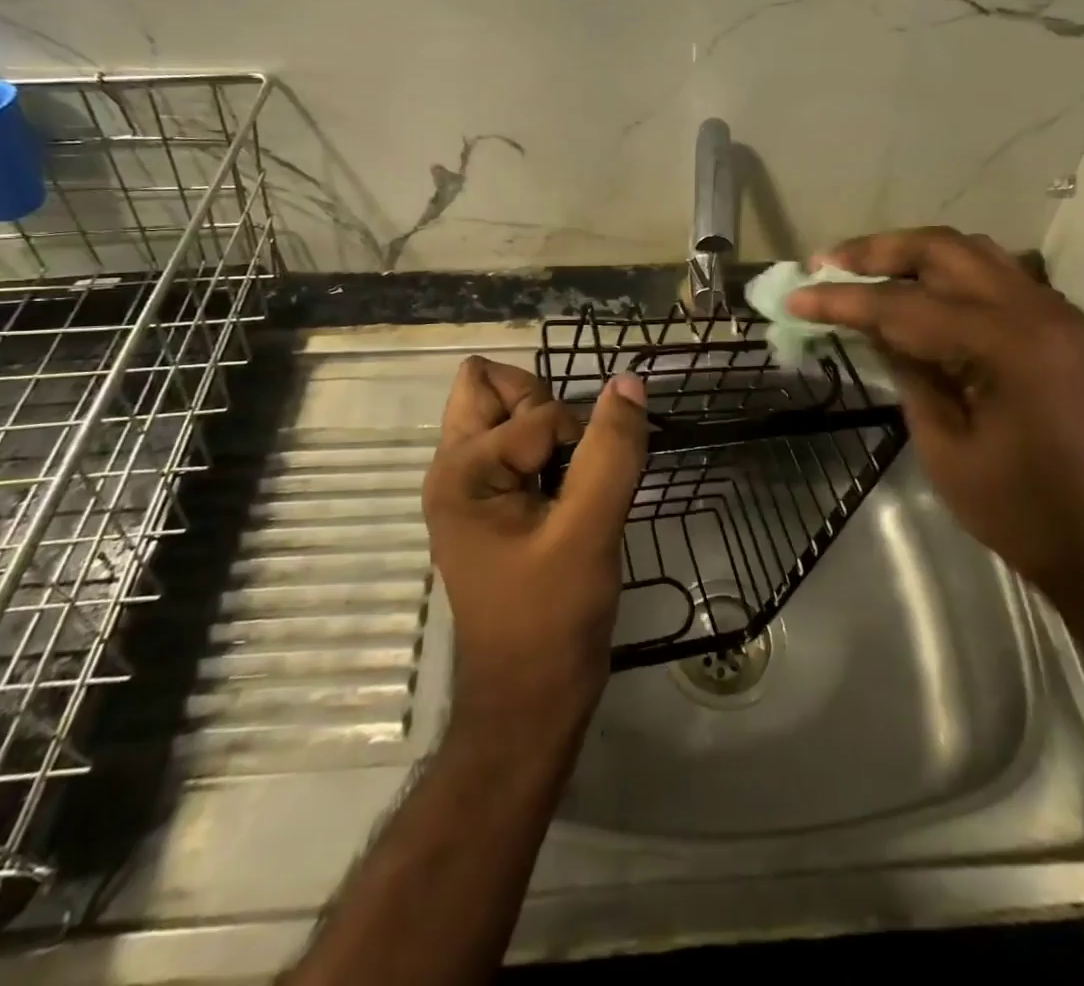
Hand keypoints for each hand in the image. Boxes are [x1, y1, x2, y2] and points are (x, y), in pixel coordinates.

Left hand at [422, 357, 649, 738]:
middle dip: (545, 406)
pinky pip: (519, 446)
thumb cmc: (551, 619)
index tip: (588, 494)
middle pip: (493, 387)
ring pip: (508, 414)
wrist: (530, 702)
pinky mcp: (494, 505)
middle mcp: (454, 469)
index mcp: (461, 471)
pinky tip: (573, 492)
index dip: (576, 441)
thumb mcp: (589, 531)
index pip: (537, 411)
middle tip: (572, 461)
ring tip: (575, 480)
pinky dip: (551, 452)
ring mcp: (471, 487)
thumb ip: (611, 451)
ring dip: (550, 429)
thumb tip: (628, 381)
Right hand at [786, 227, 1083, 599]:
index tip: (796, 295)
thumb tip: (876, 329)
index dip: (844, 300)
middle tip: (826, 263)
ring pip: (974, 253)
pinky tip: (922, 296)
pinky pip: (1000, 278)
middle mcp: (1037, 309)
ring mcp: (1059, 313)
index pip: (905, 305)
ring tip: (866, 270)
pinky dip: (952, 275)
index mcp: (1007, 343)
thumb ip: (909, 374)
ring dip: (915, 255)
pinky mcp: (1066, 328)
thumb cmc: (1026, 514)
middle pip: (943, 250)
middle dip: (878, 251)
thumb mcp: (946, 449)